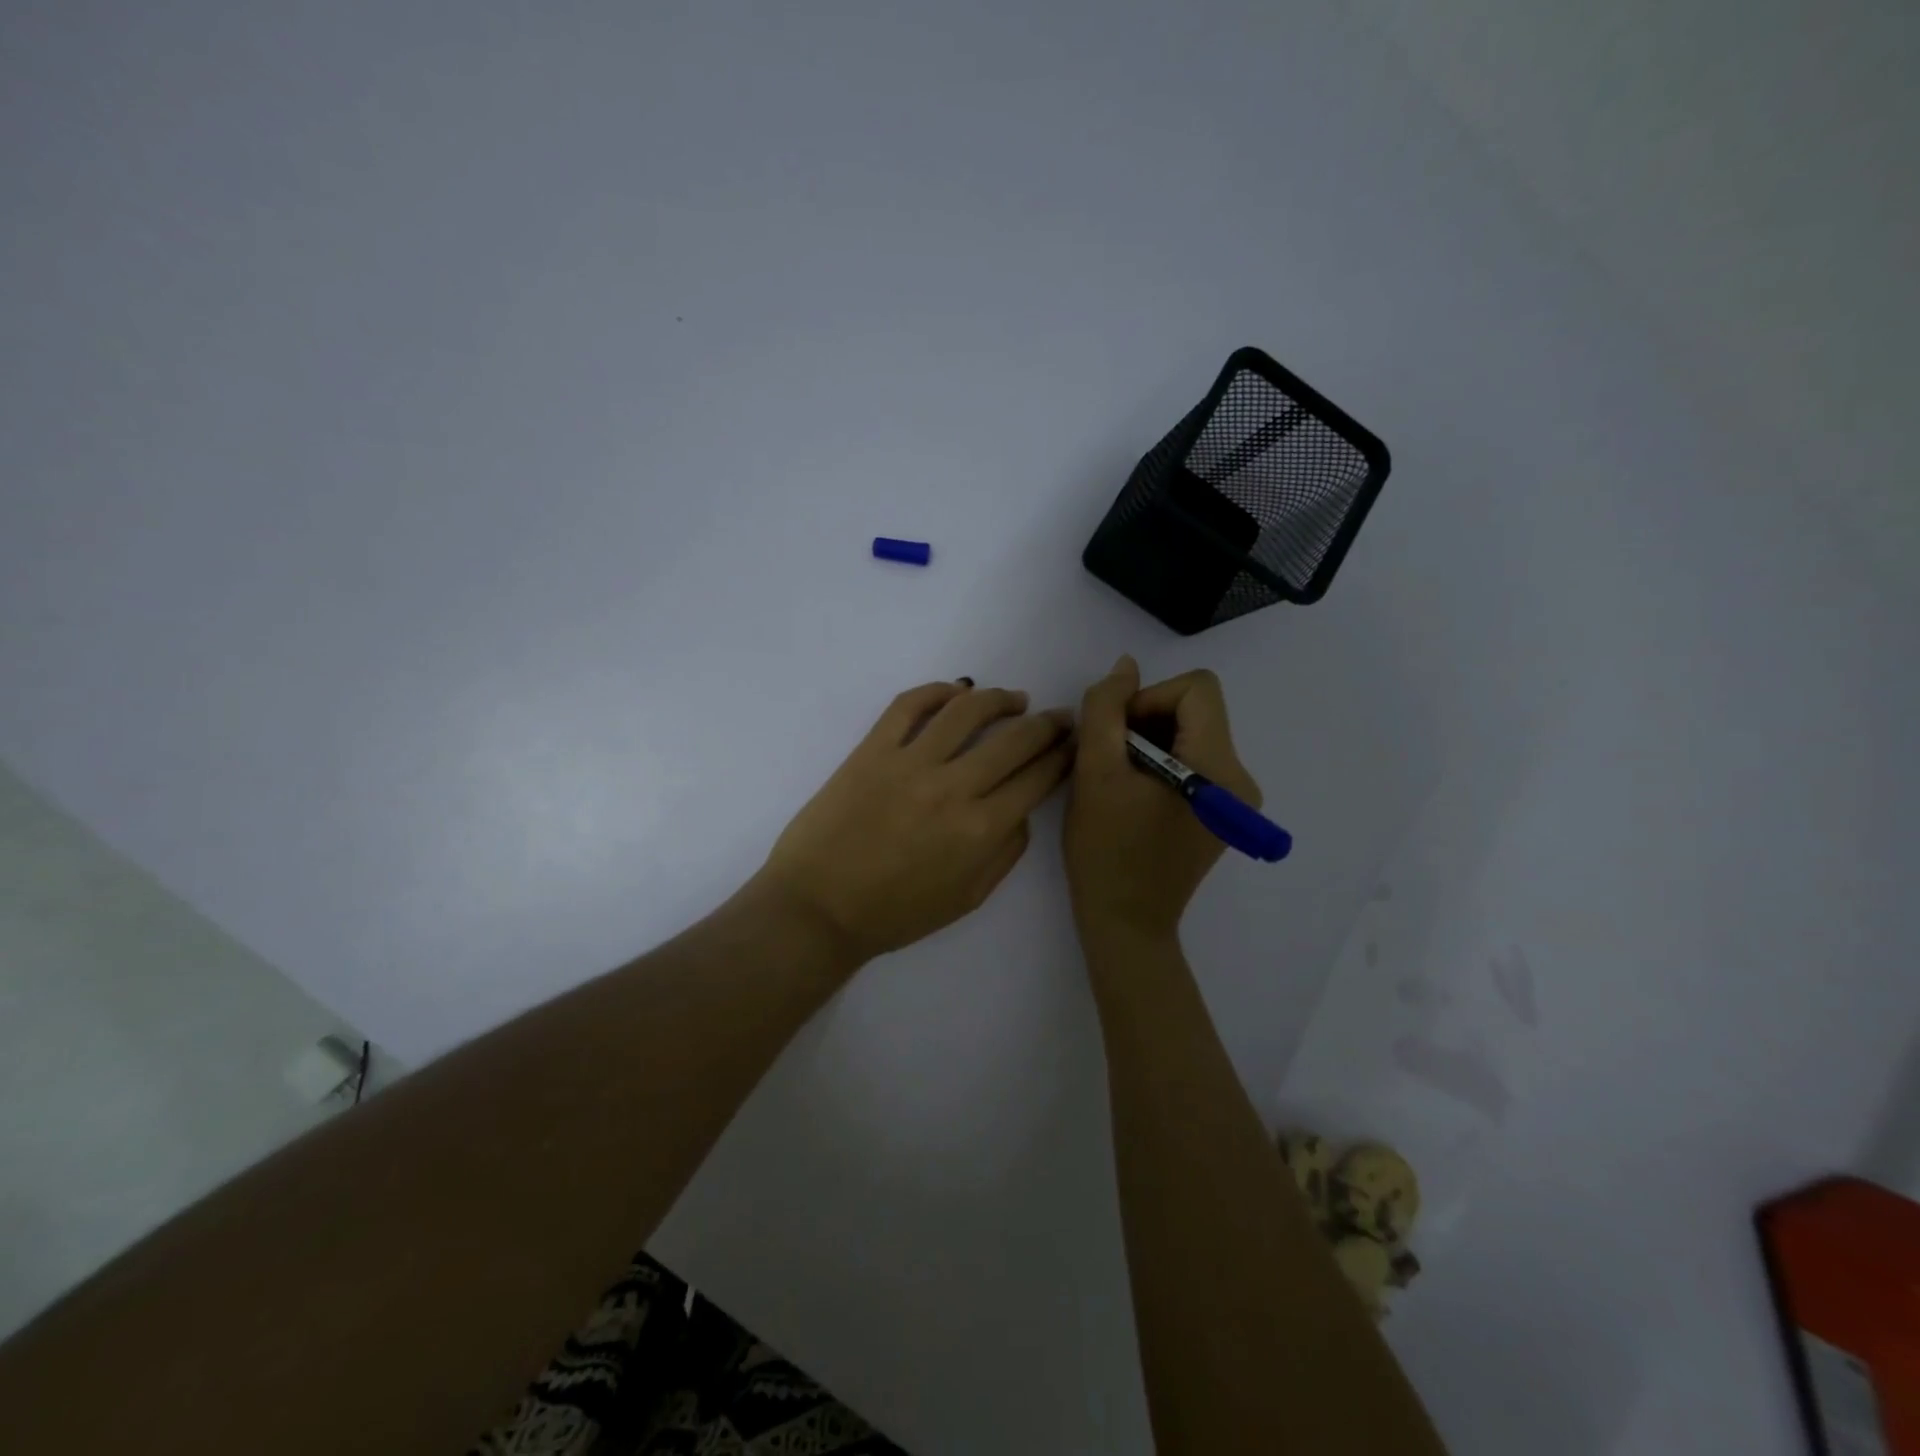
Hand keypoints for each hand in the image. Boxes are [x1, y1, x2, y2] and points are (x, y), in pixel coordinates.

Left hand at [755, 679, 1074, 965]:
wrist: (818, 908)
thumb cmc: (894, 913)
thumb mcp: (967, 898)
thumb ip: (1005, 852)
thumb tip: (1022, 809)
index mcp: (980, 830)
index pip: (1037, 778)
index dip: (1062, 757)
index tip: (1072, 745)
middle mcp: (952, 788)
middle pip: (1015, 739)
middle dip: (1047, 724)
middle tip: (1058, 717)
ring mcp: (909, 763)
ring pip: (967, 711)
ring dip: (1000, 698)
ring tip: (1015, 698)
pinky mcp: (872, 750)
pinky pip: (909, 705)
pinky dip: (938, 690)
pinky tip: (957, 690)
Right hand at [1064, 656, 1260, 943]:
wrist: (1125, 922)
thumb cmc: (1105, 851)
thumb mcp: (1094, 772)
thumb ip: (1106, 709)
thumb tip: (1126, 667)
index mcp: (1218, 768)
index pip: (1197, 688)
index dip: (1149, 698)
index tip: (1117, 735)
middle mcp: (1240, 779)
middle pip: (1195, 710)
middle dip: (1146, 722)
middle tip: (1110, 760)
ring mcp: (1235, 799)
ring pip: (1191, 734)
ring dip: (1148, 743)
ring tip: (1118, 781)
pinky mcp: (1223, 813)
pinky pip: (1193, 761)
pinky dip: (1159, 764)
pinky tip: (1133, 795)